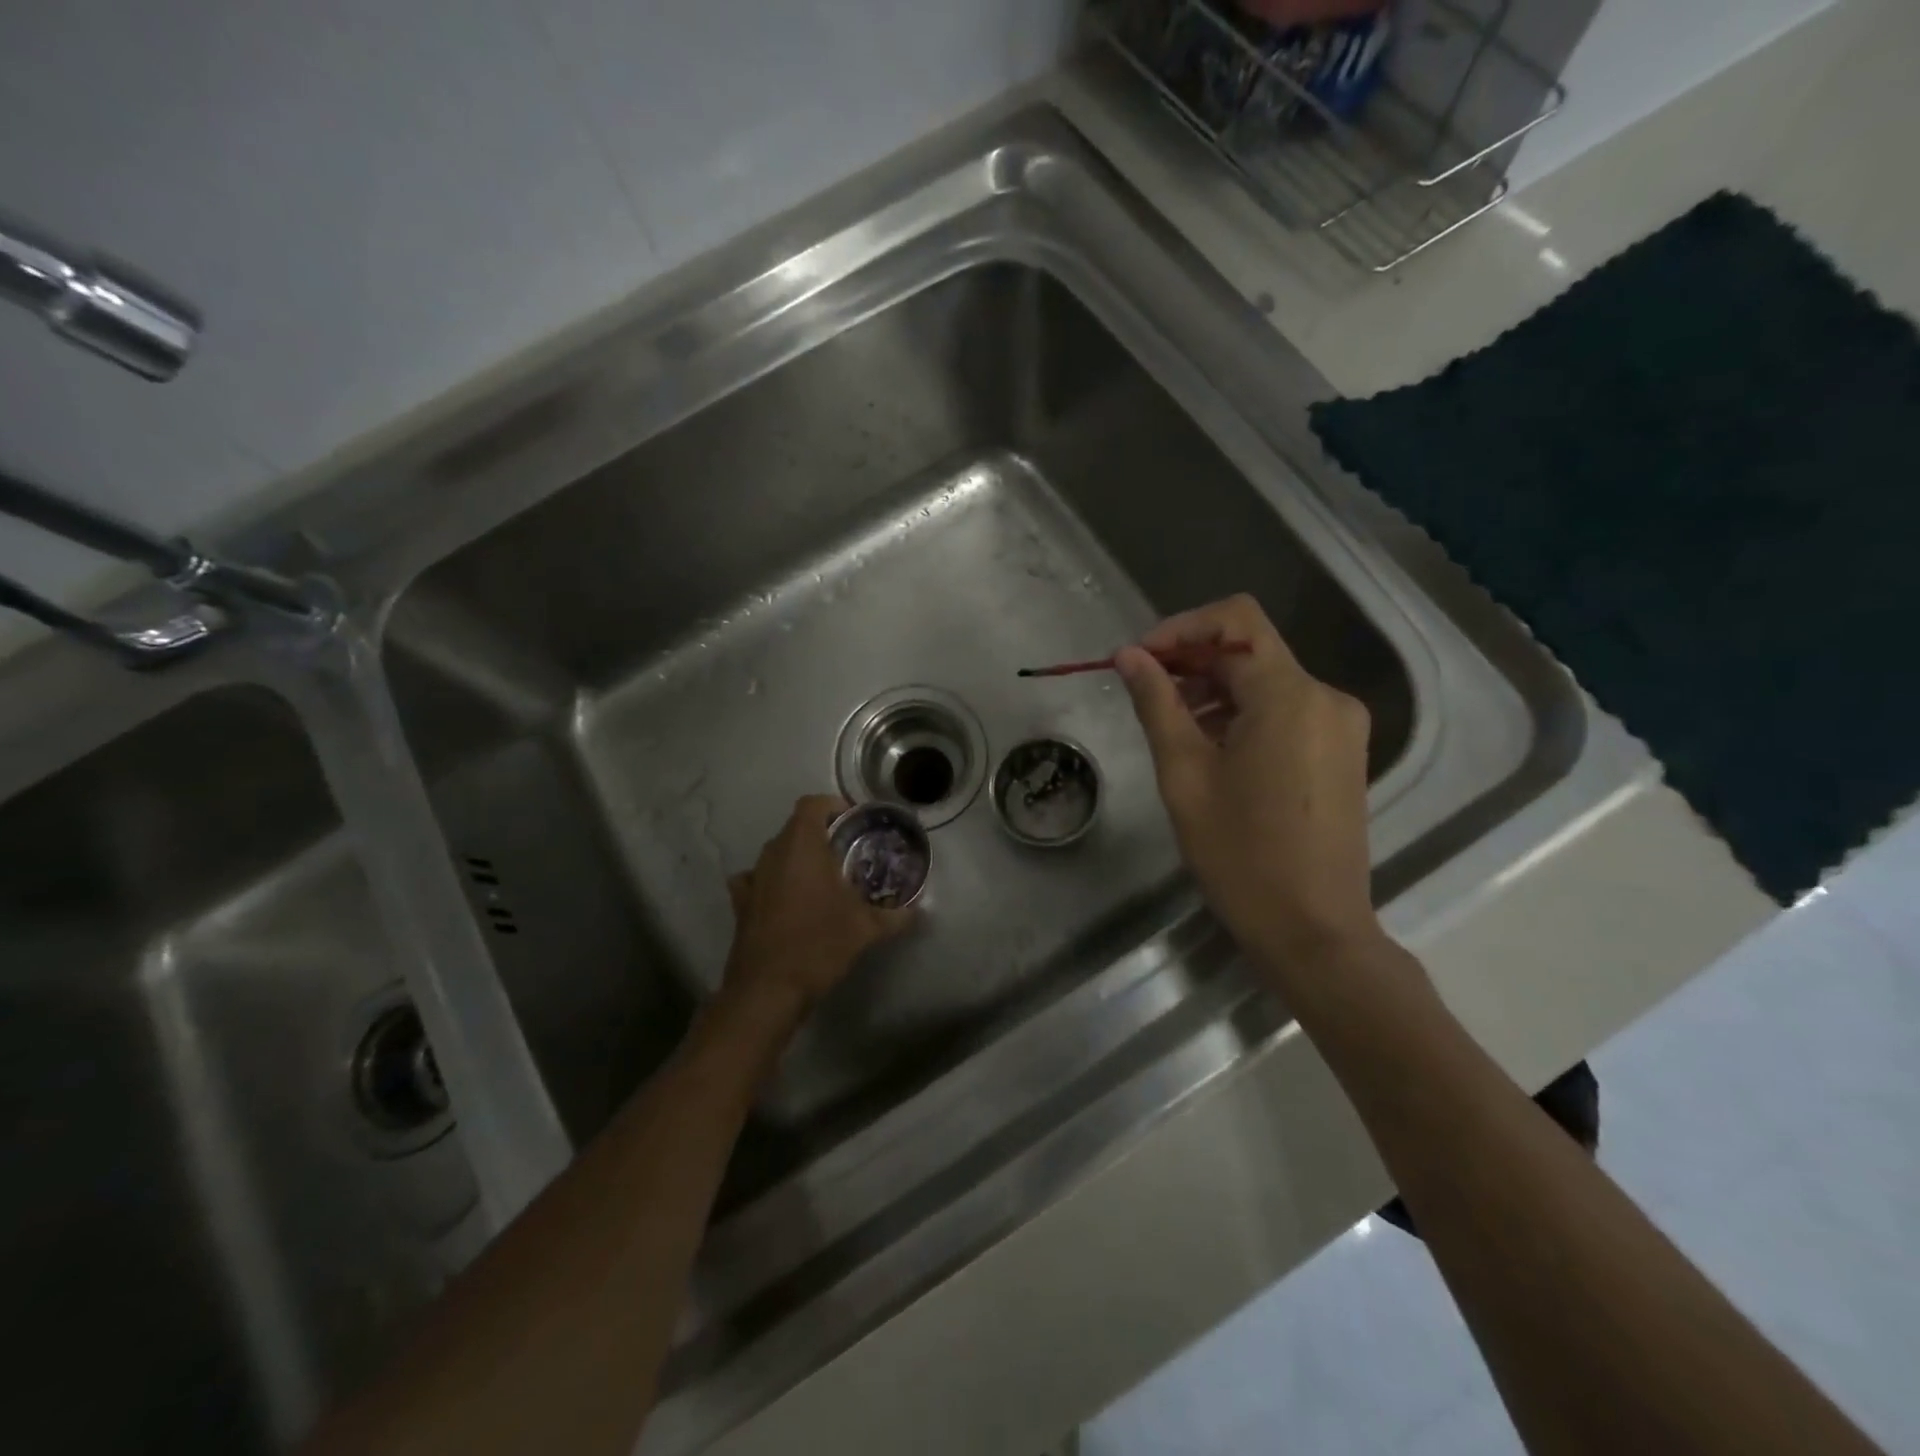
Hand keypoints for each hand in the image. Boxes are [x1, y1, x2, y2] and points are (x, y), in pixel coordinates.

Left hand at [721, 795, 911, 1020]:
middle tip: (848, 855)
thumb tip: (918, 909)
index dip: (835, 807)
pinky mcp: (741, 903)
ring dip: (798, 858)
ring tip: (822, 879)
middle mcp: (773, 853)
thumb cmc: (819, 944)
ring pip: (777, 852)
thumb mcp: (866, 929)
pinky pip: (757, 879)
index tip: (856, 824)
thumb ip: (896, 915)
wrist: (768, 989)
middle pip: (796, 827)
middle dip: (822, 834)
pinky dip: (773, 881)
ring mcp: (753, 878)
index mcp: (802, 846)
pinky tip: (786, 899)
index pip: (813, 804)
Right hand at [1116, 595, 1380, 965]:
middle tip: (1143, 691)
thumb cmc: (1240, 855)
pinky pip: (1285, 710)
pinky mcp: (1341, 751)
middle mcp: (1325, 696)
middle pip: (1250, 649)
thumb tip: (1128, 656)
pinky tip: (1211, 747)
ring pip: (1266, 680)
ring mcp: (1340, 725)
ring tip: (1171, 725)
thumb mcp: (1184, 774)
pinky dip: (1243, 713)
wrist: (1313, 930)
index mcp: (1290, 695)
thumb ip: (1157, 703)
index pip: (1234, 621)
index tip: (1139, 661)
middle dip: (1192, 660)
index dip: (1180, 628)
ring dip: (1215, 689)